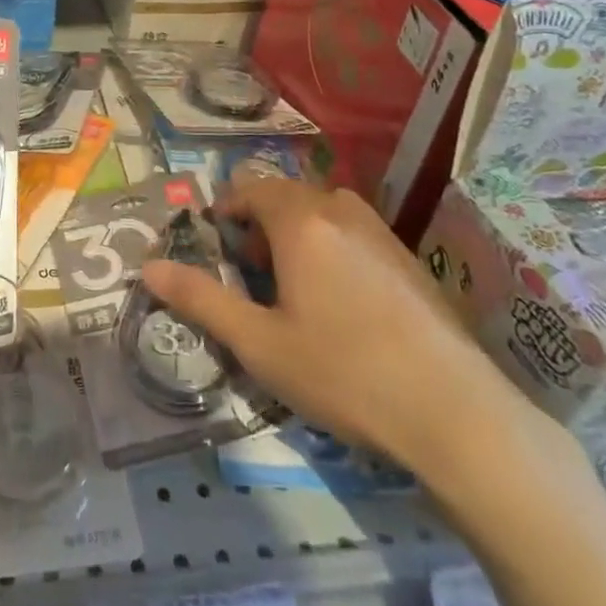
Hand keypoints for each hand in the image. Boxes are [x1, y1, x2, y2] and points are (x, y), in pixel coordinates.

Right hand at [141, 176, 547, 479]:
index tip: (217, 250)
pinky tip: (344, 308)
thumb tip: (147, 268)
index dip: (226, 213)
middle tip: (251, 277)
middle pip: (286, 198)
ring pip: (323, 215)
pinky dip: (333, 251)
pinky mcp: (411, 261)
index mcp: (301, 220)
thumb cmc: (344, 373)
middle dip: (259, 227)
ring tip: (293, 292)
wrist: (458, 416)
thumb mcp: (258, 343)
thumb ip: (200, 299)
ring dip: (297, 237)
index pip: (250, 190)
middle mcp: (341, 211)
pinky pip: (354, 235)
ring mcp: (383, 233)